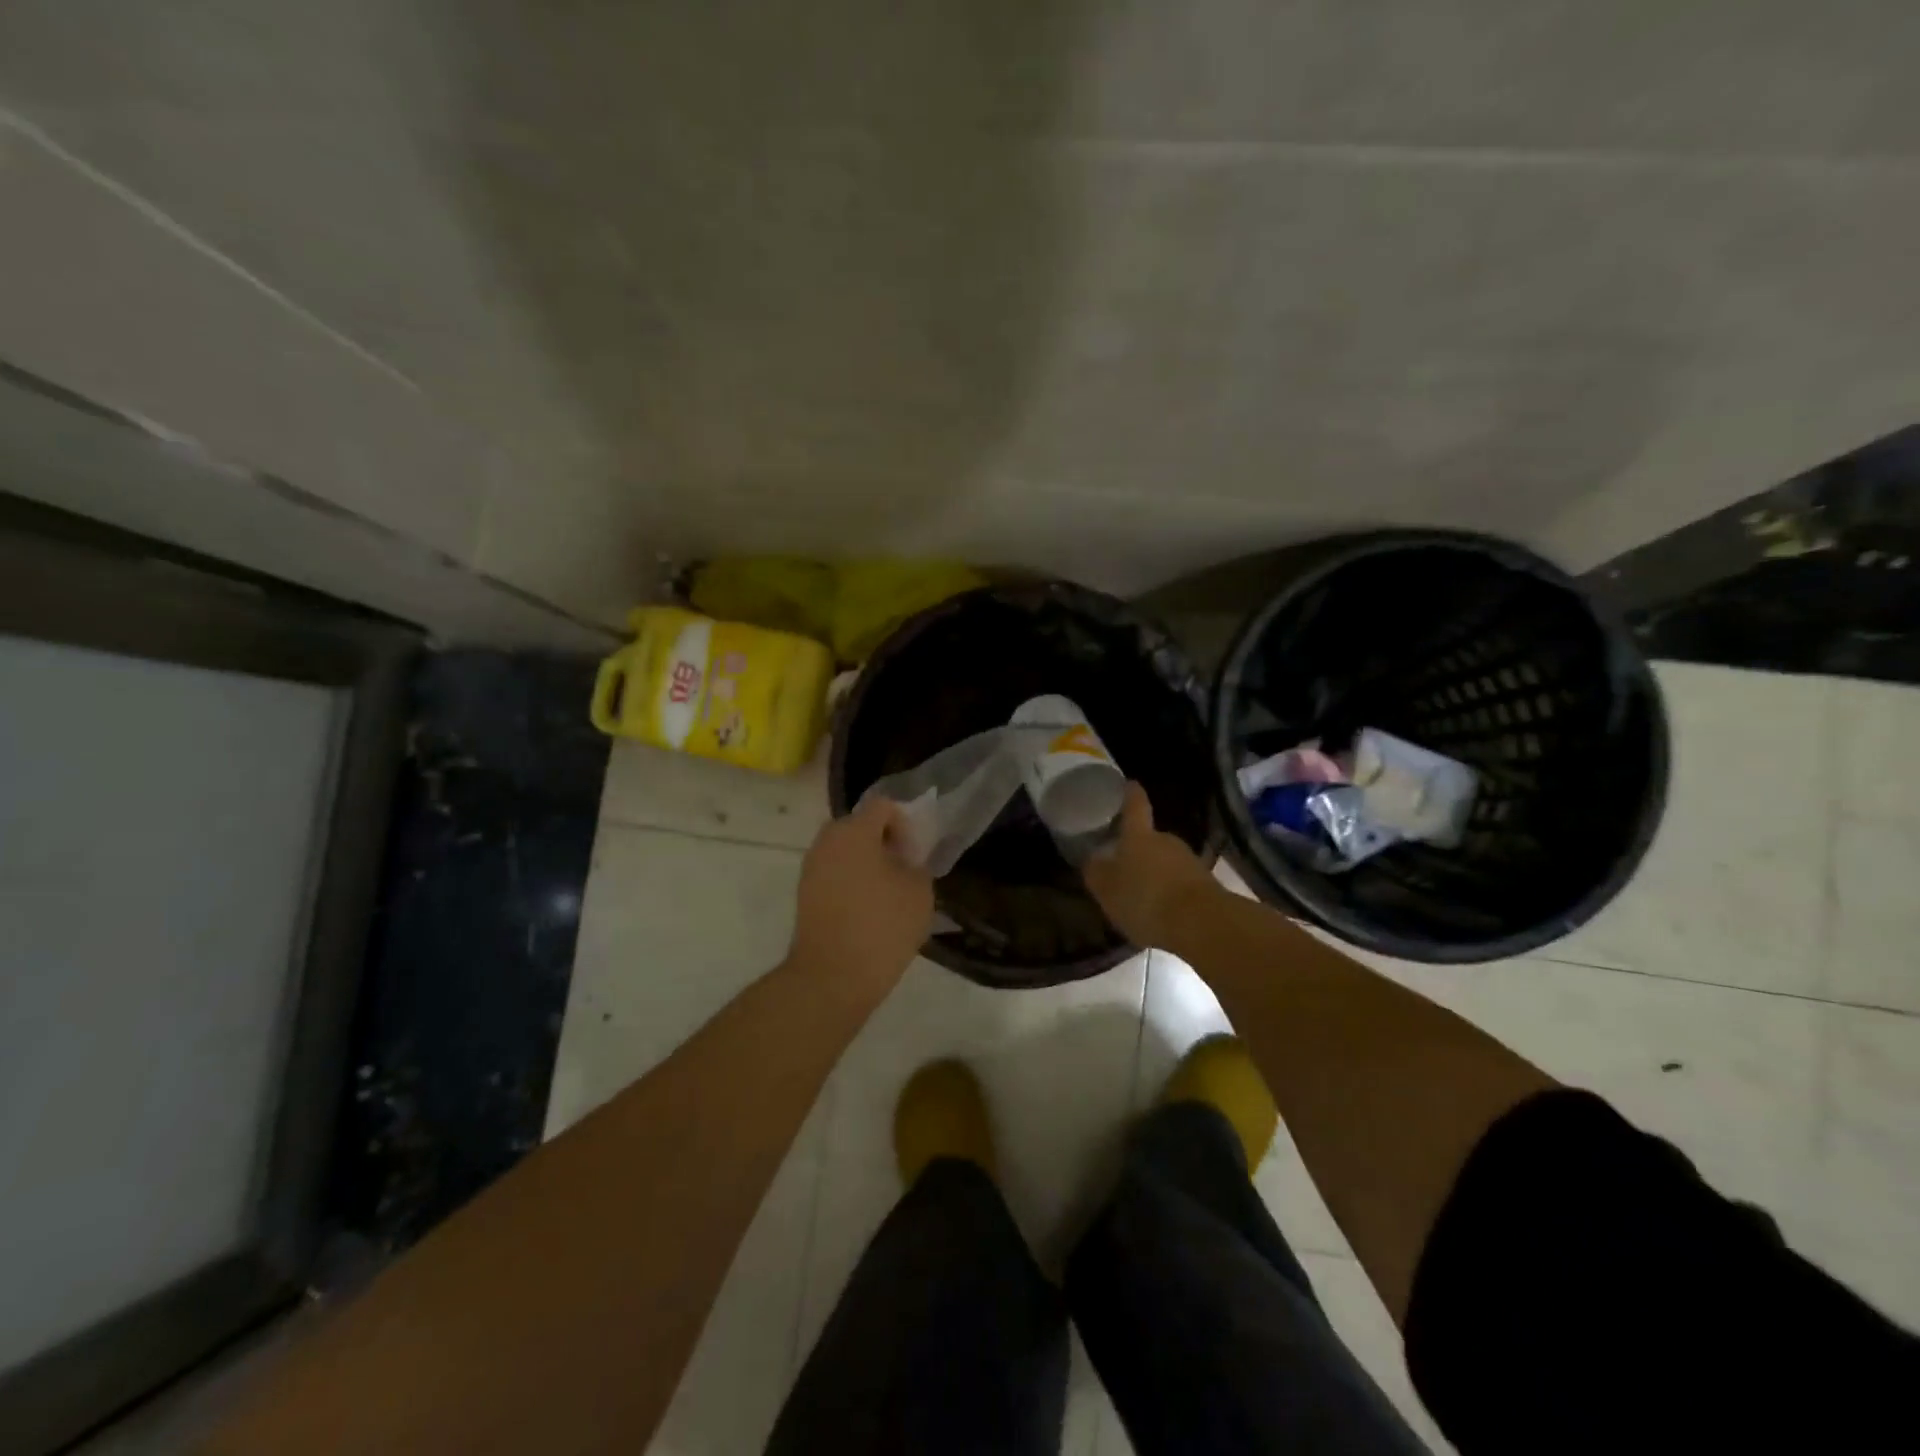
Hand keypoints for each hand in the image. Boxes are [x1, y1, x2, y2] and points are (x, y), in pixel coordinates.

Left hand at [786, 796, 934, 1001]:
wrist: (832, 977)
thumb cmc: (882, 926)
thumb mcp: (919, 891)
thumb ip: (916, 863)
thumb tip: (905, 859)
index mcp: (854, 831)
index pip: (883, 806)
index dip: (905, 823)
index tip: (916, 853)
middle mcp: (827, 841)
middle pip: (860, 826)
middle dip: (884, 841)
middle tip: (904, 869)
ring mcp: (811, 868)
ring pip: (845, 851)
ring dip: (867, 862)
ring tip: (888, 892)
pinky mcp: (804, 894)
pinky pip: (834, 874)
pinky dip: (851, 881)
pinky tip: (869, 909)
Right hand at [1083, 782, 1217, 946]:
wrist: (1202, 923)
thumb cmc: (1145, 899)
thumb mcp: (1107, 890)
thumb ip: (1096, 872)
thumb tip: (1091, 858)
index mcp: (1139, 836)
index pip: (1135, 806)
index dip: (1131, 794)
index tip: (1129, 783)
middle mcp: (1166, 841)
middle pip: (1150, 838)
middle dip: (1138, 849)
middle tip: (1124, 864)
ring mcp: (1189, 861)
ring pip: (1165, 861)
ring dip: (1154, 873)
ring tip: (1141, 895)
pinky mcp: (1205, 884)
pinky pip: (1180, 882)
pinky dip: (1170, 892)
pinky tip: (1161, 912)